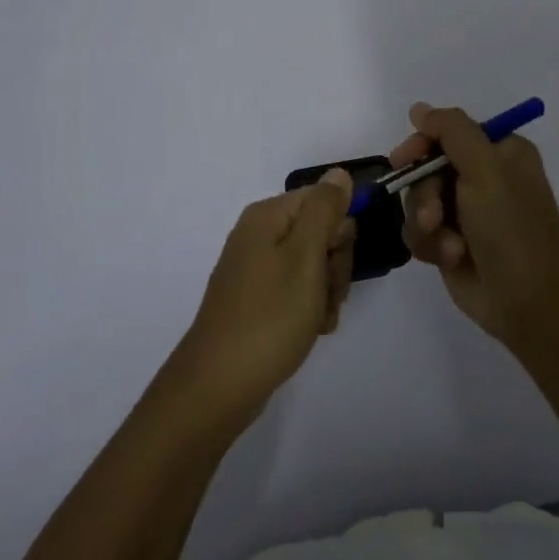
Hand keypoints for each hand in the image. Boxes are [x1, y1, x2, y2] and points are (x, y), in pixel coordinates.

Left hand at [174, 169, 356, 424]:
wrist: (219, 386)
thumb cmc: (269, 317)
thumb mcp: (305, 257)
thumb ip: (324, 210)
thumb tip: (339, 173)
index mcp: (268, 217)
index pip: (324, 201)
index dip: (340, 231)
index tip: (336, 261)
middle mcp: (259, 235)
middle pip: (320, 232)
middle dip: (334, 265)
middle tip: (327, 295)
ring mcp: (257, 269)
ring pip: (314, 265)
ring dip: (326, 292)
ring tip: (316, 320)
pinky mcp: (257, 298)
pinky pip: (297, 291)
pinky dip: (310, 309)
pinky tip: (310, 330)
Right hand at [393, 102, 558, 342]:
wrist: (527, 302)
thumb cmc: (511, 229)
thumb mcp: (486, 169)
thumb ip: (452, 131)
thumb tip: (419, 108)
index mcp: (500, 152)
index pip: (449, 131)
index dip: (422, 143)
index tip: (403, 158)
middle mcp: (482, 177)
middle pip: (427, 168)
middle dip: (425, 194)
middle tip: (433, 216)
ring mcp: (465, 212)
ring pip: (418, 201)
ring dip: (427, 224)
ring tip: (448, 246)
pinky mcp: (450, 241)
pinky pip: (419, 230)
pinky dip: (429, 244)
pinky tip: (447, 258)